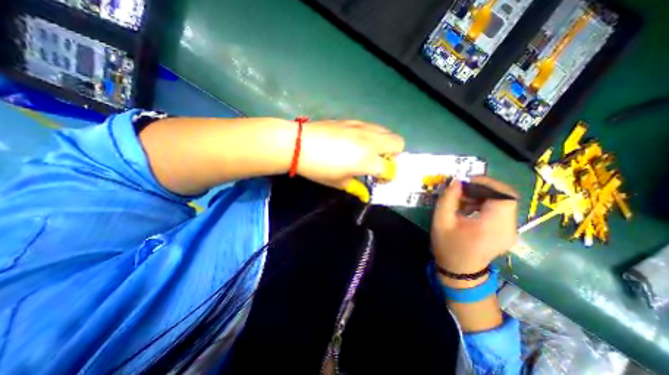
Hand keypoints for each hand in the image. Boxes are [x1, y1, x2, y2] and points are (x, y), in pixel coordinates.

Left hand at [296, 119, 402, 201]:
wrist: (299, 144)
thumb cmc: (319, 168)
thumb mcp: (338, 182)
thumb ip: (356, 187)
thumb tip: (365, 193)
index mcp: (368, 160)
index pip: (391, 169)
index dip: (388, 177)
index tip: (379, 180)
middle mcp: (371, 141)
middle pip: (398, 143)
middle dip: (394, 154)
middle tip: (380, 163)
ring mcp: (362, 128)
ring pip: (386, 131)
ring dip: (385, 143)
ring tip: (370, 151)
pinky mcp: (352, 121)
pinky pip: (371, 126)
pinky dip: (372, 135)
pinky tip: (357, 141)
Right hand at [432, 177, 518, 279]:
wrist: (460, 271)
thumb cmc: (448, 246)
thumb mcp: (441, 221)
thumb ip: (448, 199)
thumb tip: (457, 182)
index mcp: (493, 226)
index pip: (504, 195)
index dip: (487, 183)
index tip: (467, 181)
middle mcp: (509, 228)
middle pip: (505, 197)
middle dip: (483, 188)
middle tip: (462, 189)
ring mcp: (511, 231)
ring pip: (503, 202)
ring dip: (483, 195)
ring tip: (463, 199)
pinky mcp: (507, 232)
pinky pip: (501, 210)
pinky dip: (486, 204)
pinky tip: (469, 208)